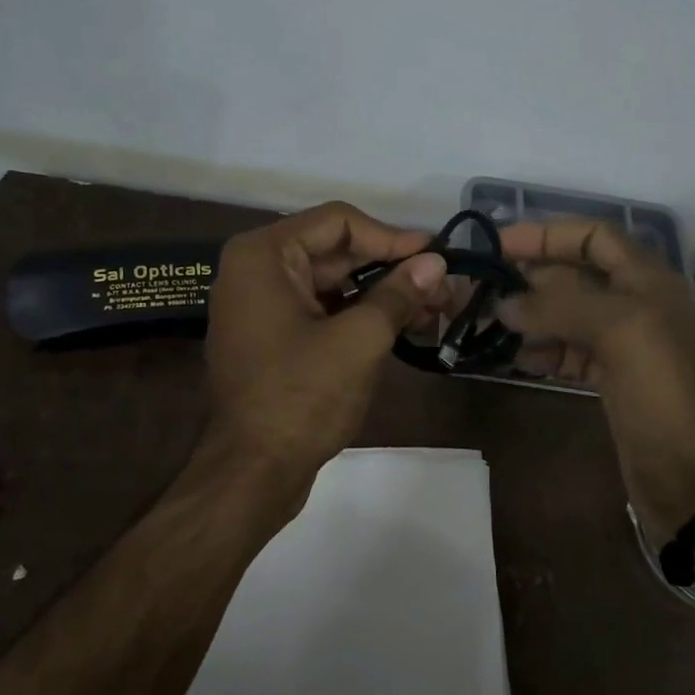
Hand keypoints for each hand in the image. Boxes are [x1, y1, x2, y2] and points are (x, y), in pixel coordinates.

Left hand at [203, 203, 448, 512]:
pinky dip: (359, 315)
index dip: (391, 236)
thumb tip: (437, 262)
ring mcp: (262, 305)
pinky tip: (402, 328)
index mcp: (264, 255)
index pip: (339, 221)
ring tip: (433, 309)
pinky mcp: (273, 337)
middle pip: (336, 251)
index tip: (436, 257)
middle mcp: (256, 270)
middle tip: (443, 287)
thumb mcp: (358, 340)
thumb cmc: (300, 398)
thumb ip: (398, 294)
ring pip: (332, 283)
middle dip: (391, 268)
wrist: (251, 473)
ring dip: (381, 293)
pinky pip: (321, 310)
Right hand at [498, 220, 694, 544]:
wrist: (693, 475)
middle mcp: (633, 303)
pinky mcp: (609, 378)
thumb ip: (559, 306)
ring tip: (488, 324)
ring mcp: (620, 343)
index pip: (593, 236)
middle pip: (573, 275)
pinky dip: (540, 351)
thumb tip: (503, 303)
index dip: (548, 233)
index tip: (500, 244)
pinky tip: (514, 358)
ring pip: (565, 315)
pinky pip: (566, 351)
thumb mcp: (618, 329)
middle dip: (530, 278)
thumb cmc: (662, 389)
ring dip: (529, 316)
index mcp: (645, 279)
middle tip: (481, 289)